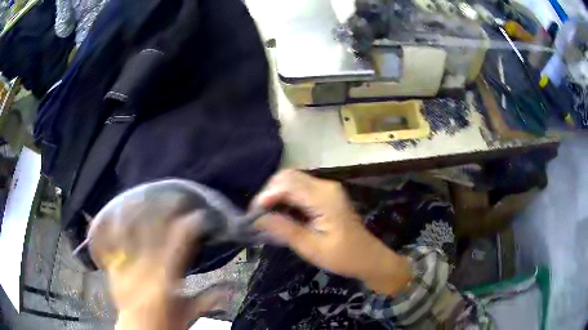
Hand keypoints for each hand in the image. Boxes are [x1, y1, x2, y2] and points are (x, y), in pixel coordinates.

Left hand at [88, 201, 230, 329]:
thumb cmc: (166, 324)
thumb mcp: (188, 314)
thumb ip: (208, 298)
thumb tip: (231, 288)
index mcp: (166, 280)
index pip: (179, 245)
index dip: (190, 227)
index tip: (199, 215)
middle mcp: (145, 268)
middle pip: (154, 232)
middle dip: (165, 211)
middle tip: (176, 197)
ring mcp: (126, 265)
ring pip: (131, 231)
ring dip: (138, 212)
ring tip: (146, 195)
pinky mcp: (113, 266)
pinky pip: (110, 242)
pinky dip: (113, 226)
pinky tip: (116, 212)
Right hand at [253, 170, 411, 294]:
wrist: (368, 258)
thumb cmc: (343, 257)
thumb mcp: (311, 248)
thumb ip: (285, 230)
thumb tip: (258, 218)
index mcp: (324, 197)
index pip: (287, 185)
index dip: (267, 195)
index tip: (253, 213)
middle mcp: (325, 186)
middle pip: (289, 176)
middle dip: (269, 192)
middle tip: (258, 214)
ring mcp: (327, 188)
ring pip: (293, 180)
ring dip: (276, 194)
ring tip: (265, 214)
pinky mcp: (326, 194)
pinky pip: (300, 188)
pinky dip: (286, 197)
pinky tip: (280, 212)